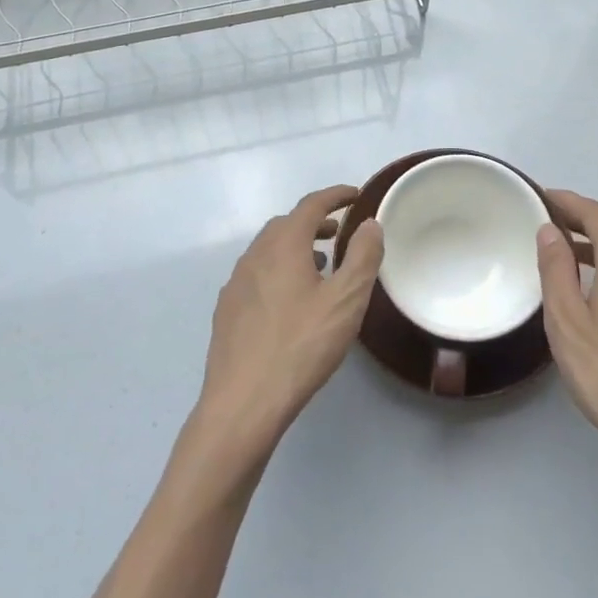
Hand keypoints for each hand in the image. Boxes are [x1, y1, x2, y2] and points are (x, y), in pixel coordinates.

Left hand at [197, 185, 383, 452]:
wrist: (243, 402)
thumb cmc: (301, 346)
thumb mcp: (346, 301)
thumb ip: (362, 257)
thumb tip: (369, 223)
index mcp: (283, 245)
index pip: (311, 205)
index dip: (335, 196)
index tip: (355, 195)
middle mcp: (255, 255)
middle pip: (286, 224)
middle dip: (314, 222)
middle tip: (339, 233)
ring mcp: (236, 283)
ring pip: (268, 250)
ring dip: (295, 247)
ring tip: (319, 266)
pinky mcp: (227, 310)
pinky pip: (256, 275)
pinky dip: (278, 271)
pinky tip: (289, 301)